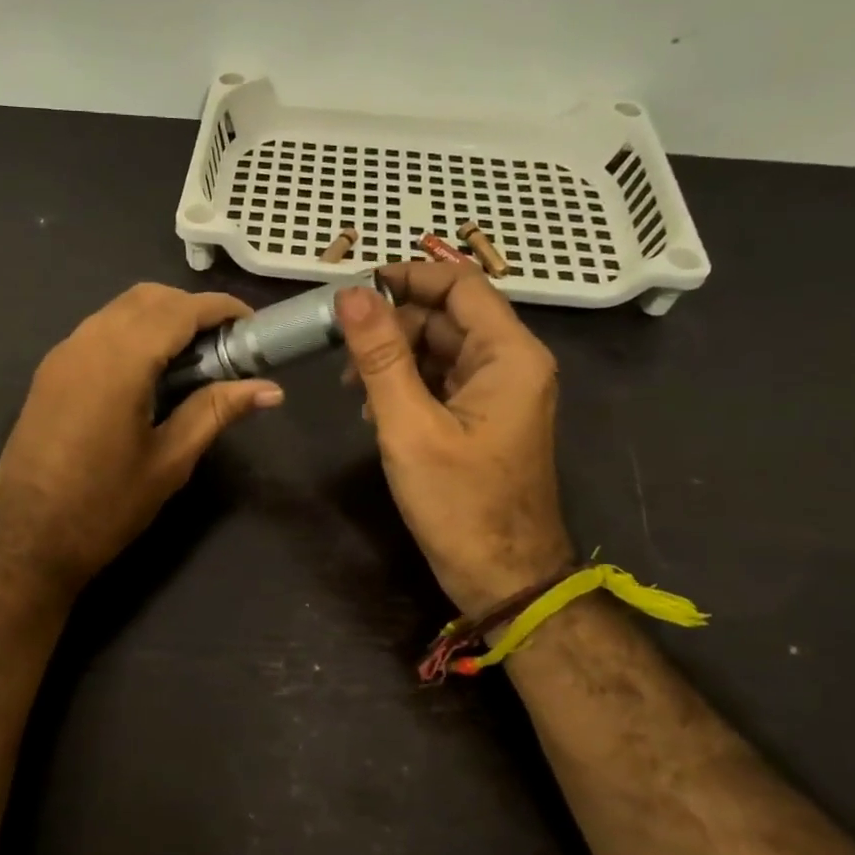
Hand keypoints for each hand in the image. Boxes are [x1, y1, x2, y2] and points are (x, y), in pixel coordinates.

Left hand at [0, 283, 282, 592]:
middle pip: (146, 298)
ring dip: (159, 318)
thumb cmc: (105, 506)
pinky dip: (131, 333)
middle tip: (225, 345)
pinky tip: (150, 372)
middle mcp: (86, 343)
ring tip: (192, 358)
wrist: (27, 541)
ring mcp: (61, 355)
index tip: (252, 325)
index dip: (220, 308)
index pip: (178, 310)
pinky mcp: (49, 373)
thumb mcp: (169, 461)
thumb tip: (271, 389)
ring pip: (118, 310)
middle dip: (190, 308)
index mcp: (119, 362)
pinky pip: (97, 331)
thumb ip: (216, 411)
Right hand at [337, 263, 573, 618]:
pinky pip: (442, 380)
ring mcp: (499, 392)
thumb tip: (351, 295)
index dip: (407, 277)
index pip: (460, 284)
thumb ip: (380, 356)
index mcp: (509, 355)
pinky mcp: (484, 417)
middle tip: (342, 350)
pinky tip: (375, 409)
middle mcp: (511, 363)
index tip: (354, 291)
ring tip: (353, 387)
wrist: (503, 577)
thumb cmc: (459, 503)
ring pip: (441, 348)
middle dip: (392, 325)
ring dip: (394, 357)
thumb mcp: (409, 426)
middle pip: (447, 316)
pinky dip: (407, 384)